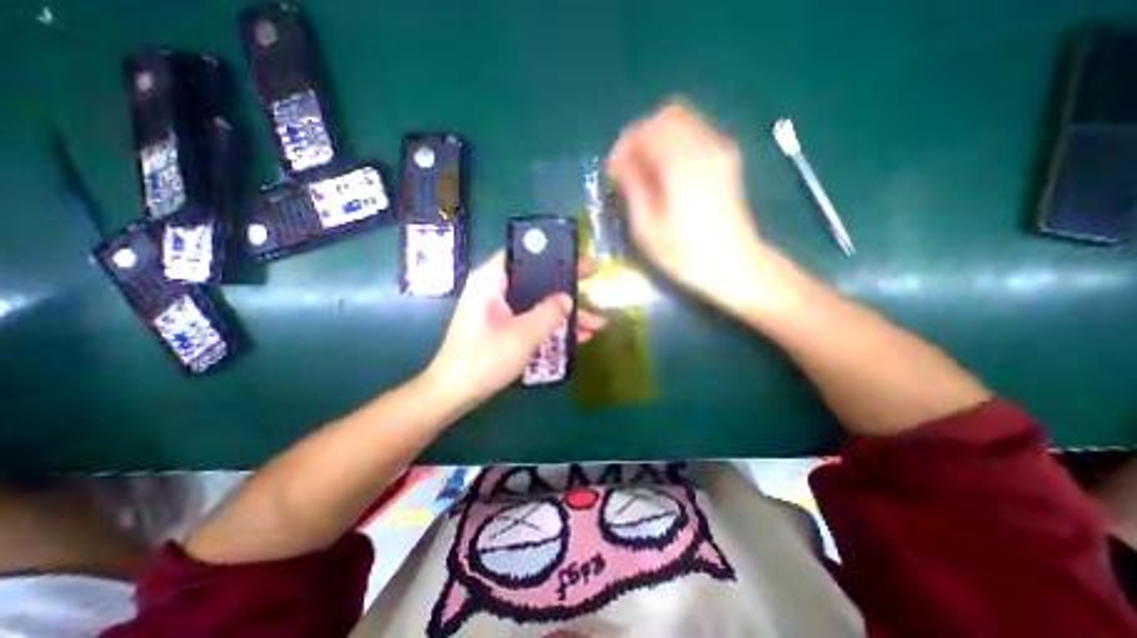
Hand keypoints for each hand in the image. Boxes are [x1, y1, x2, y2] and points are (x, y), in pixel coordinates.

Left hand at [423, 250, 603, 408]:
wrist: (453, 394)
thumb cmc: (484, 359)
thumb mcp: (523, 334)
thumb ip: (549, 312)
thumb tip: (568, 298)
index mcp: (491, 281)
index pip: (524, 254)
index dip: (554, 256)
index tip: (579, 263)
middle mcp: (494, 291)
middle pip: (536, 281)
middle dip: (566, 290)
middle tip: (593, 288)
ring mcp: (499, 311)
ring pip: (537, 303)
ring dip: (564, 314)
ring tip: (596, 324)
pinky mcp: (502, 328)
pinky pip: (532, 320)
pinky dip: (552, 327)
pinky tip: (578, 338)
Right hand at [603, 103, 773, 314]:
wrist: (735, 265)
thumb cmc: (686, 254)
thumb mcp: (648, 229)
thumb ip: (633, 188)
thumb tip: (621, 163)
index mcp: (683, 167)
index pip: (649, 129)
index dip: (625, 144)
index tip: (614, 170)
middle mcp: (706, 149)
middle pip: (668, 116)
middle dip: (641, 136)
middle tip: (628, 166)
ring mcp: (721, 151)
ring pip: (684, 121)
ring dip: (658, 139)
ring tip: (645, 170)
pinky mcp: (727, 160)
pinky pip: (697, 134)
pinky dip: (675, 144)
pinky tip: (666, 172)